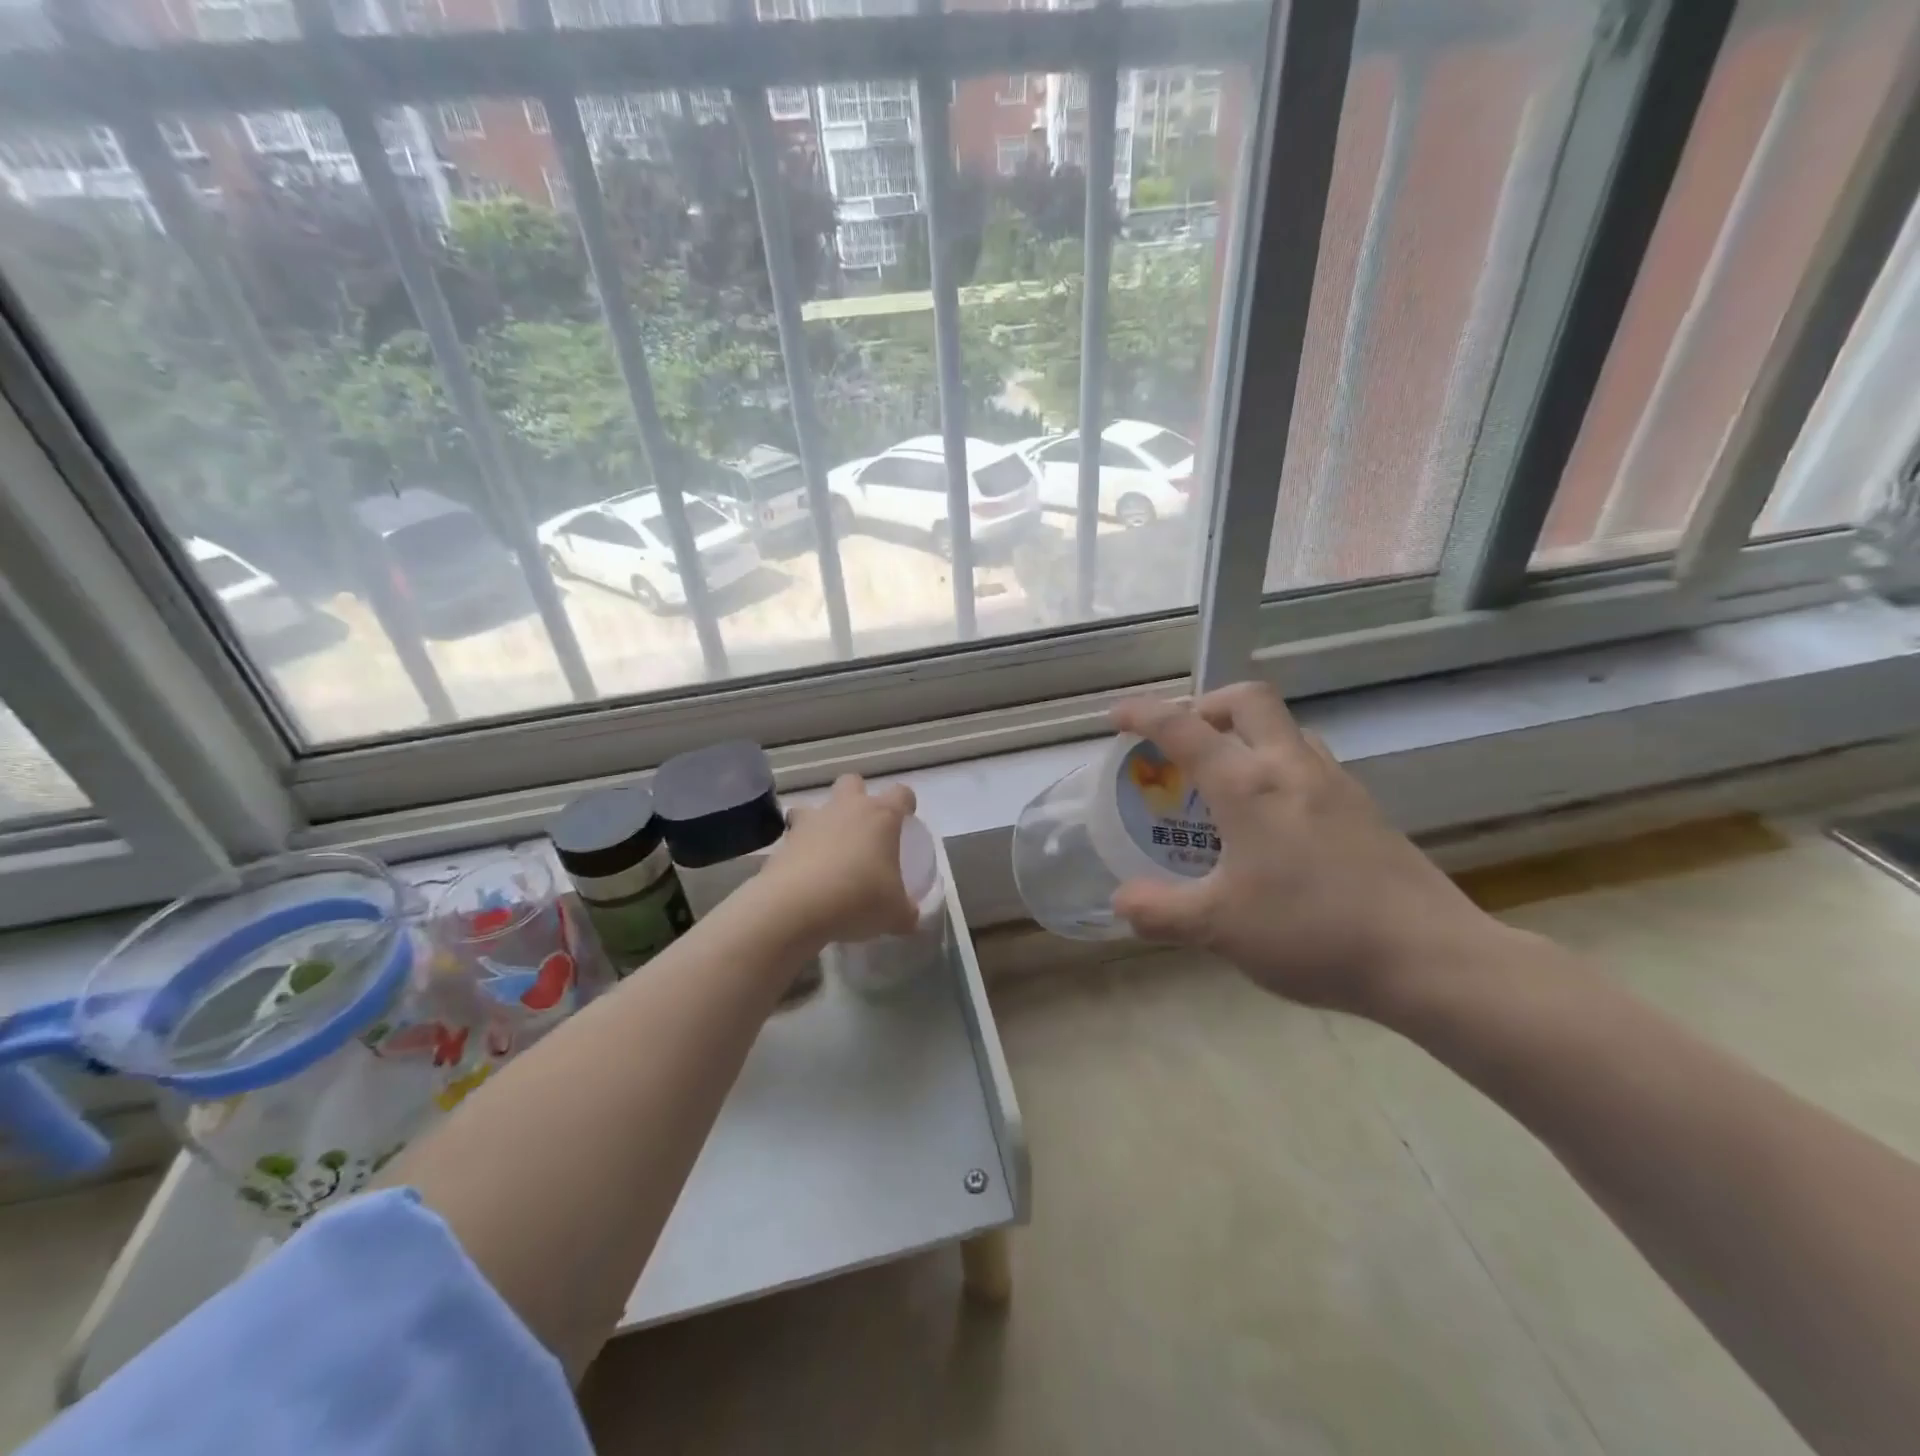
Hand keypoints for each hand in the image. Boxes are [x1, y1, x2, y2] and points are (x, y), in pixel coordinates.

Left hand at [762, 774, 918, 945]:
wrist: (795, 907)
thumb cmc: (858, 899)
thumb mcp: (895, 915)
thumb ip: (906, 912)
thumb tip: (909, 917)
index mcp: (881, 817)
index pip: (901, 794)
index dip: (906, 804)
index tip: (906, 819)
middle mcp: (845, 809)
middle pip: (852, 783)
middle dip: (857, 797)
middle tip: (862, 829)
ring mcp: (810, 822)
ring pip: (814, 806)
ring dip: (820, 823)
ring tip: (826, 853)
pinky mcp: (782, 842)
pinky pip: (793, 838)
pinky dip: (799, 852)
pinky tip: (805, 878)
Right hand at [1109, 684, 1503, 1017]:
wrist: (1429, 958)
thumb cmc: (1311, 932)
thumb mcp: (1218, 928)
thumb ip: (1161, 911)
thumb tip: (1122, 901)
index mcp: (1249, 785)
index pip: (1184, 728)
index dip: (1143, 714)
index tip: (1116, 718)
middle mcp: (1293, 768)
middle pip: (1249, 701)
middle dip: (1207, 705)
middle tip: (1184, 739)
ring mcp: (1337, 785)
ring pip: (1287, 730)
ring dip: (1248, 735)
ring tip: (1225, 779)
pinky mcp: (1366, 810)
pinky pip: (1312, 763)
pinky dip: (1279, 768)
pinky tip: (1274, 821)